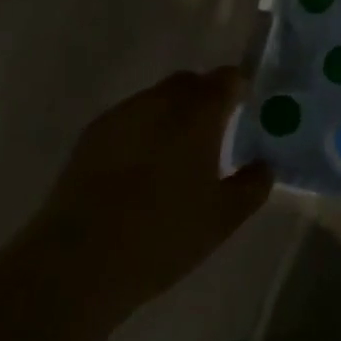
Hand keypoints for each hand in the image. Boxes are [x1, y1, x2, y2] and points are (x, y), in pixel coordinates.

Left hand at [33, 68, 272, 317]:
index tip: (246, 109)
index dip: (240, 89)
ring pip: (156, 99)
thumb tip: (264, 165)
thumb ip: (253, 185)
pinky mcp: (90, 137)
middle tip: (214, 133)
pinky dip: (142, 131)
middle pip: (189, 82)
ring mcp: (121, 116)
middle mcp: (160, 102)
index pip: (227, 78)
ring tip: (176, 154)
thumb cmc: (163, 235)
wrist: (77, 262)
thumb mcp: (223, 218)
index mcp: (198, 113)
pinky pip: (128, 120)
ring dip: (171, 114)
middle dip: (205, 98)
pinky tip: (141, 169)